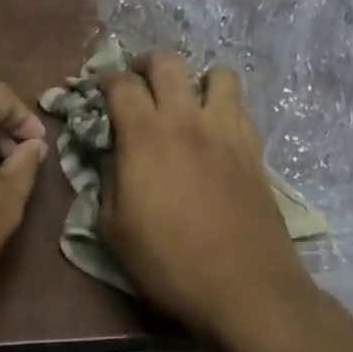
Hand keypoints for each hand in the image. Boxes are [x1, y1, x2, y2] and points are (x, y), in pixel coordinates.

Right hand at [99, 52, 331, 351]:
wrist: (246, 289)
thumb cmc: (170, 262)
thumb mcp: (114, 229)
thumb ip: (107, 181)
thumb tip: (111, 156)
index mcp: (144, 135)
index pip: (121, 83)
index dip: (105, 79)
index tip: (99, 90)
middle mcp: (185, 120)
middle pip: (168, 62)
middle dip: (146, 64)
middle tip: (138, 83)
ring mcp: (225, 131)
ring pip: (217, 74)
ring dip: (197, 80)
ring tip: (186, 101)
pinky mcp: (253, 150)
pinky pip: (241, 107)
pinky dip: (224, 107)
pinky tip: (215, 131)